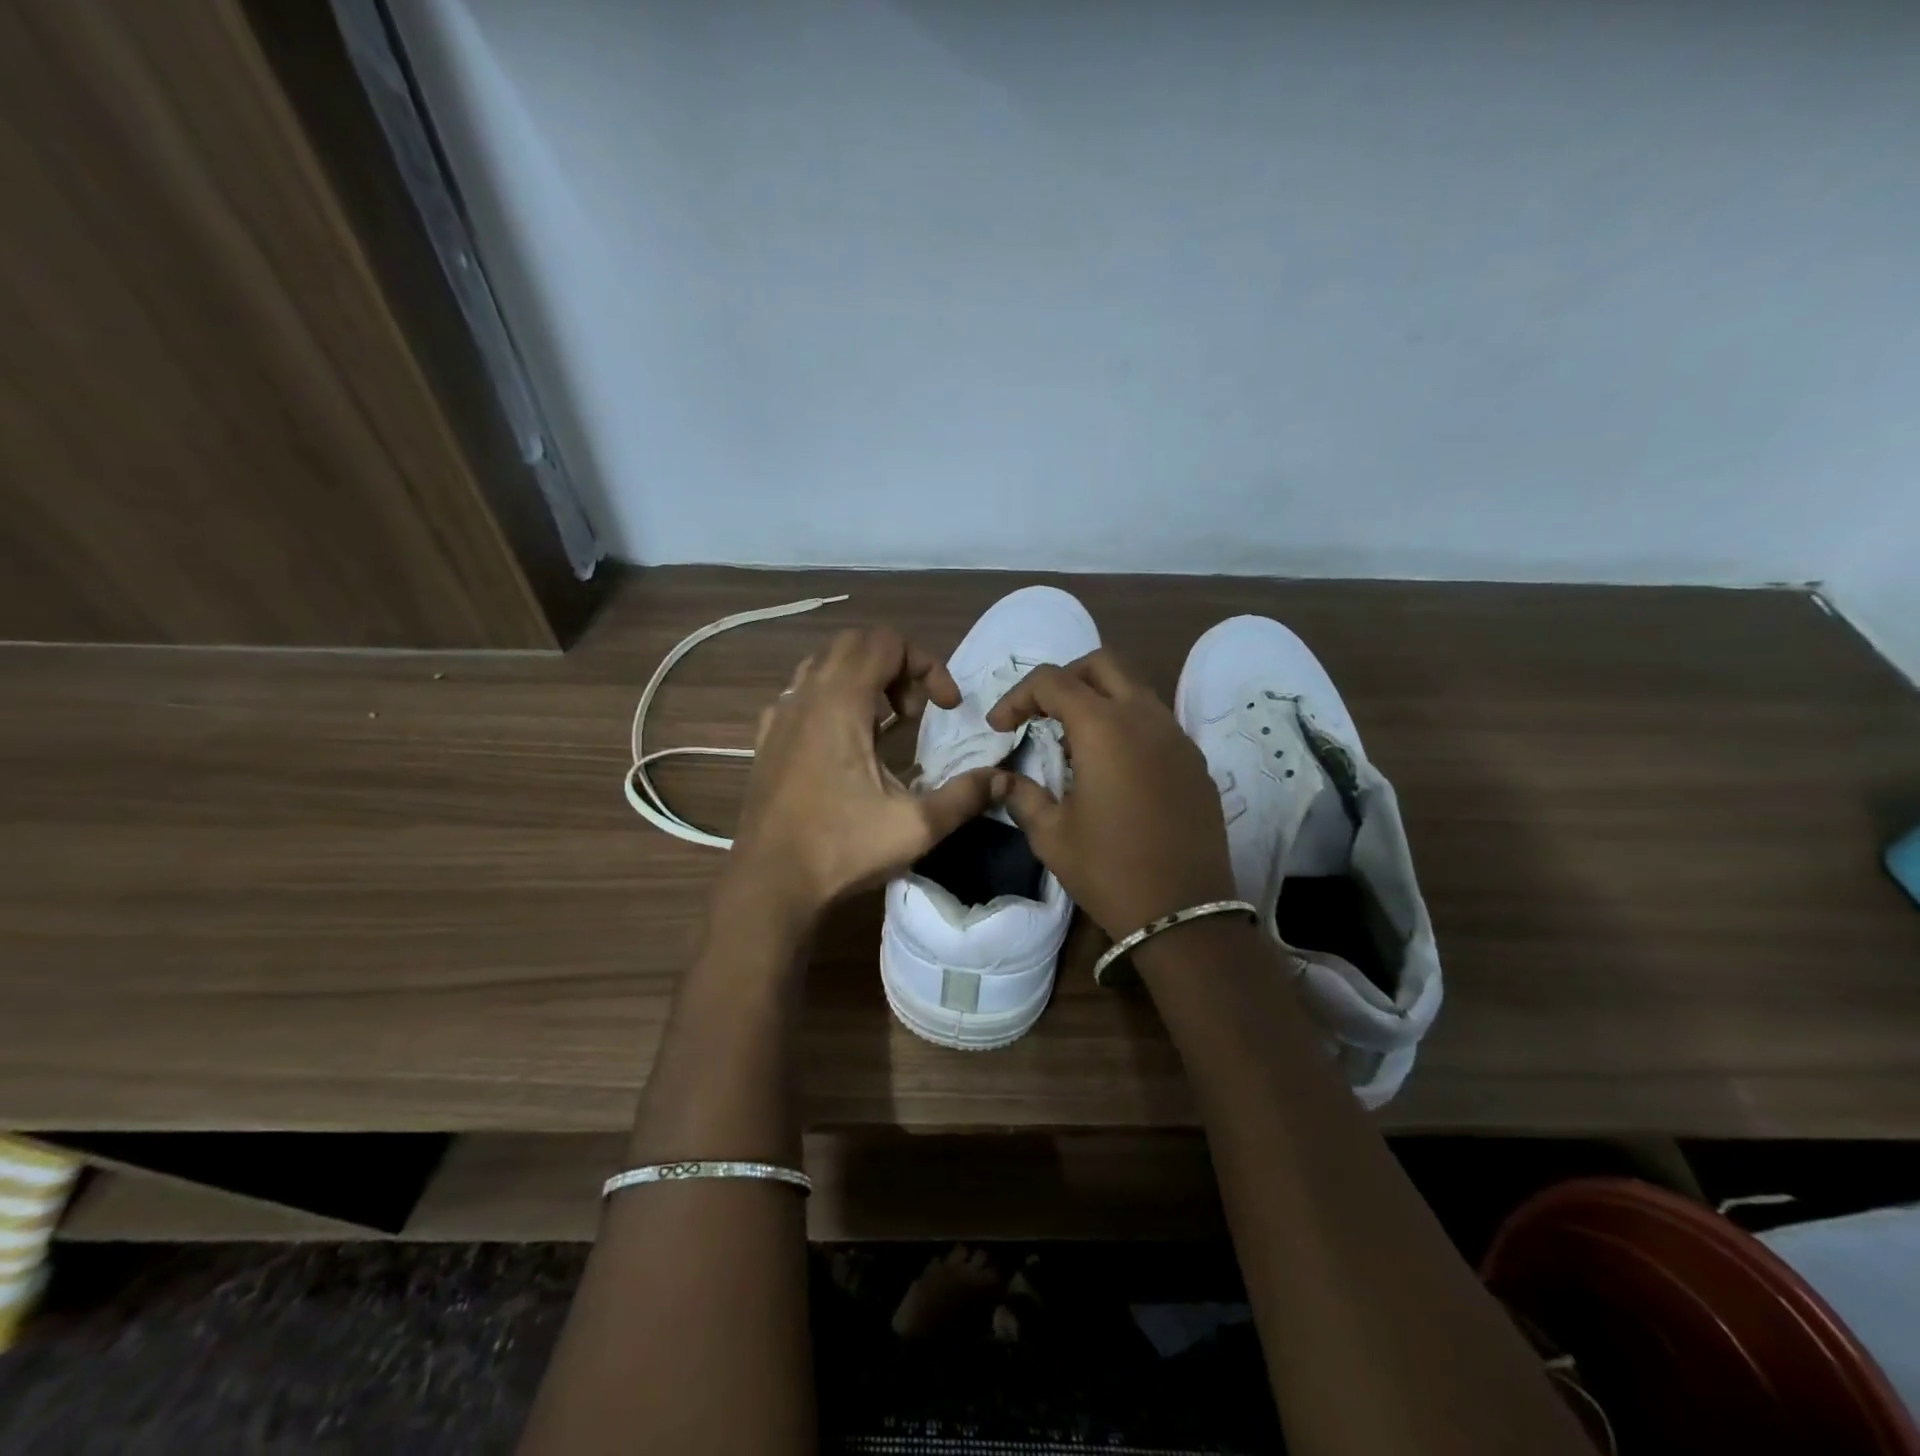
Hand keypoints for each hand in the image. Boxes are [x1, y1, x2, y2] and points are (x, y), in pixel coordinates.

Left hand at [725, 627, 1000, 919]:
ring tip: (884, 723)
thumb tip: (1004, 780)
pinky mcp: (766, 738)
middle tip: (915, 712)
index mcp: (841, 701)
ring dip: (862, 679)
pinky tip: (842, 742)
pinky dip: (830, 699)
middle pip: (855, 644)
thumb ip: (966, 796)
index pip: (888, 642)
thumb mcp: (916, 826)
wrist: (770, 882)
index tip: (946, 708)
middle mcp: (806, 695)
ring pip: (824, 664)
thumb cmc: (842, 848)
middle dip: (896, 665)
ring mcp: (780, 714)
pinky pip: (801, 694)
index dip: (928, 665)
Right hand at [987, 651, 1235, 939]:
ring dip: (1099, 699)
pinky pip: (1156, 721)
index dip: (1018, 696)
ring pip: (1134, 689)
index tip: (1001, 727)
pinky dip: (1127, 725)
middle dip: (1065, 679)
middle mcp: (1145, 718)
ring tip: (1074, 742)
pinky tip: (1113, 768)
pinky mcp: (1195, 761)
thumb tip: (1003, 779)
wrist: (1183, 912)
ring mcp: (1177, 737)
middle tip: (1041, 714)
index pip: (1053, 681)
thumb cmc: (1108, 870)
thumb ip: (1022, 795)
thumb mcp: (1051, 835)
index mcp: (1104, 728)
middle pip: (1102, 664)